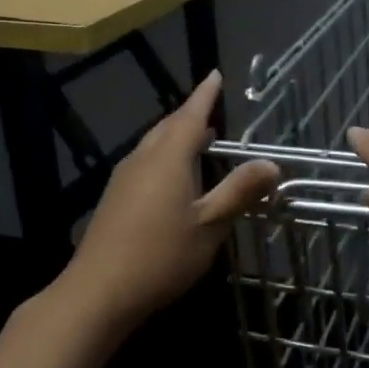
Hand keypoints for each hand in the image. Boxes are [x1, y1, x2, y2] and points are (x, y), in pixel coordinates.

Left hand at [63, 71, 278, 326]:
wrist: (97, 293)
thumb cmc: (161, 256)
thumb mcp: (210, 226)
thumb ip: (239, 191)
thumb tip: (271, 163)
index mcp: (168, 158)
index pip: (191, 116)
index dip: (205, 95)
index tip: (215, 74)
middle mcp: (143, 159)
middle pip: (169, 126)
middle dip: (191, 114)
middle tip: (211, 108)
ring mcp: (124, 179)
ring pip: (154, 144)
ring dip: (176, 135)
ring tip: (198, 138)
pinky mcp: (114, 199)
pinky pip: (145, 162)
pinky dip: (164, 155)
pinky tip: (172, 176)